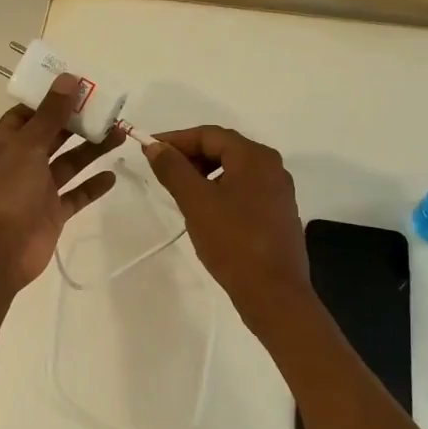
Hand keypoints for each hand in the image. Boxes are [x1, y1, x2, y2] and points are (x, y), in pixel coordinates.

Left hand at [0, 75, 123, 293]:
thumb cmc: (7, 191)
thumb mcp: (28, 145)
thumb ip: (50, 114)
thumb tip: (68, 78)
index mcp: (8, 142)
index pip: (28, 113)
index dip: (51, 99)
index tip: (79, 86)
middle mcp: (22, 162)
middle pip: (54, 135)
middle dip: (78, 122)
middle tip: (109, 108)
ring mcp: (38, 188)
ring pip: (69, 163)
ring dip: (92, 149)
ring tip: (120, 133)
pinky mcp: (53, 212)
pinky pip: (77, 195)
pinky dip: (93, 185)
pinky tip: (113, 175)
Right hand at [143, 126, 312, 324]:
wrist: (274, 293)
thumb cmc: (233, 242)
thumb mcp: (196, 202)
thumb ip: (173, 169)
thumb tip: (155, 146)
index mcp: (254, 156)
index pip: (209, 135)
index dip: (176, 140)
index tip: (149, 150)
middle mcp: (271, 166)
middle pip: (224, 148)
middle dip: (190, 156)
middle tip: (163, 172)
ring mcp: (278, 190)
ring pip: (234, 169)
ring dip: (204, 174)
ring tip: (180, 193)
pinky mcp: (279, 212)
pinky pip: (244, 188)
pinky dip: (220, 189)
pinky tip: (205, 210)